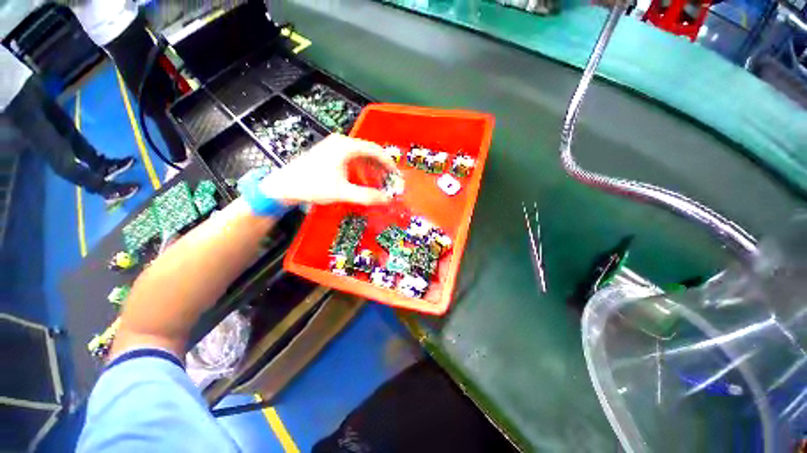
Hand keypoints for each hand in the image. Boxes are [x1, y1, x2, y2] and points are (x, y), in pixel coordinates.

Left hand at [259, 134, 397, 205]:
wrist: (284, 186)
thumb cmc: (313, 186)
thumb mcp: (343, 193)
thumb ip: (367, 196)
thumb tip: (387, 199)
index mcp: (346, 146)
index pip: (374, 150)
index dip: (388, 162)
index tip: (395, 174)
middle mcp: (341, 142)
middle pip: (368, 151)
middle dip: (380, 166)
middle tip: (388, 181)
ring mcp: (334, 146)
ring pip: (360, 155)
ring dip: (371, 168)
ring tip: (378, 182)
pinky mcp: (329, 153)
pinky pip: (351, 158)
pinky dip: (361, 168)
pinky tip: (363, 179)